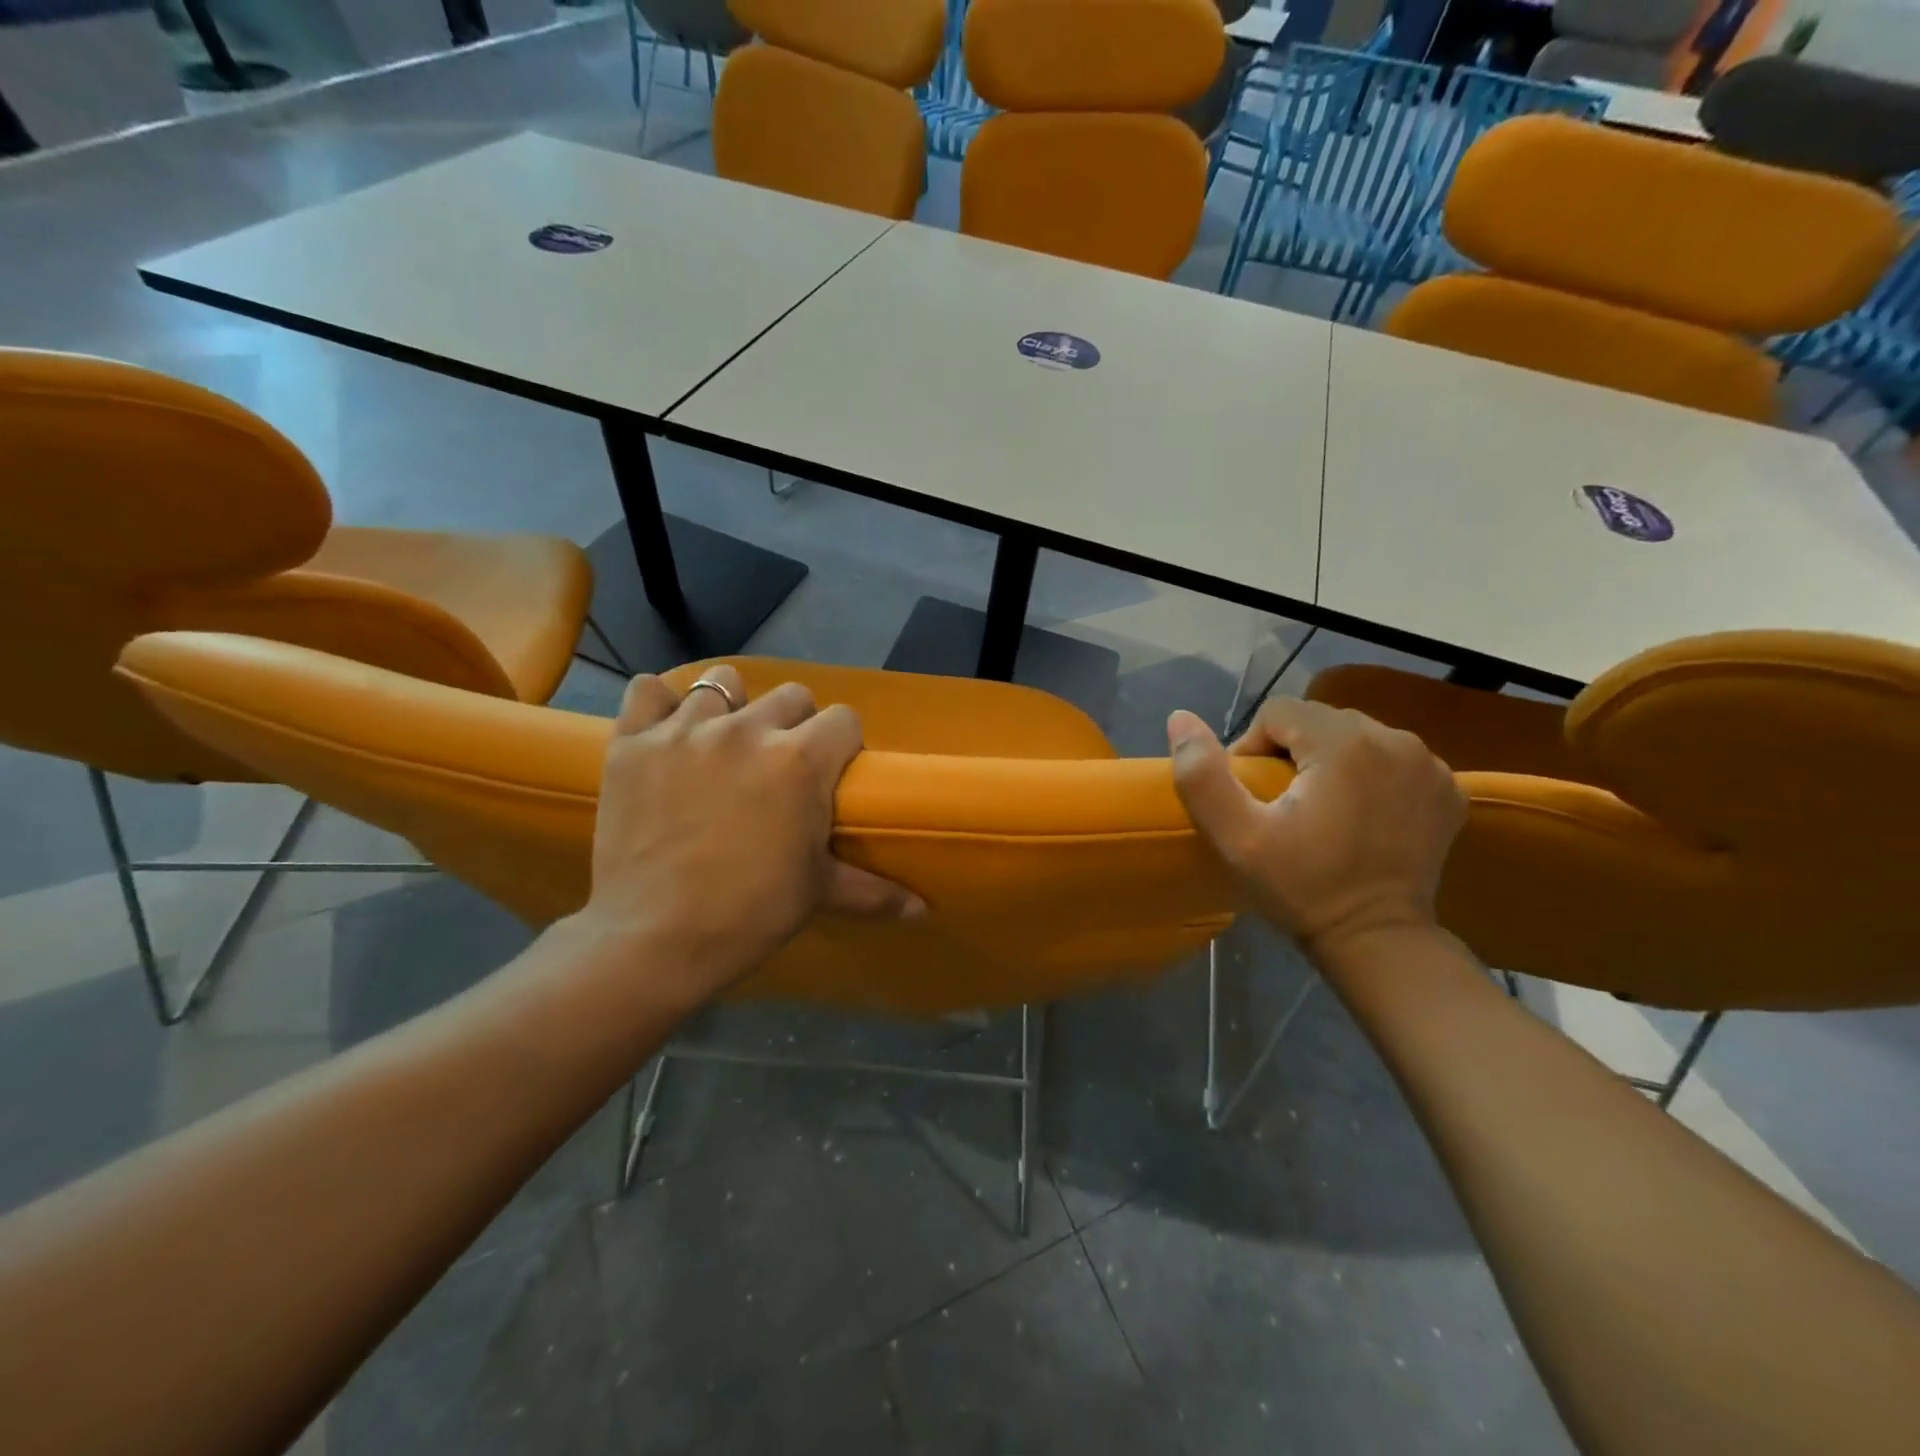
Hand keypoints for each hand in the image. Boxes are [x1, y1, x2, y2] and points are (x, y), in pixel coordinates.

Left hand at [569, 665, 922, 1001]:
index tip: (831, 774)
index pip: (844, 719)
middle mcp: (748, 730)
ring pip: (721, 683)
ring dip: (731, 707)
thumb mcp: (817, 893)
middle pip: (791, 696)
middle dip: (795, 724)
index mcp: (801, 760)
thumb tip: (922, 910)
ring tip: (723, 744)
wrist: (653, 940)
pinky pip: (648, 691)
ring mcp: (686, 731)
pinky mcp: (633, 742)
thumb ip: (874, 890)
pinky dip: (659, 705)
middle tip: (779, 766)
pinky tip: (666, 731)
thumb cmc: (749, 913)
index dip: (843, 745)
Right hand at [1168, 697, 1464, 960]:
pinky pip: (1392, 759)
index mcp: (1344, 743)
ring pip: (1356, 736)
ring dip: (1330, 760)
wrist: (1377, 942)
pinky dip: (1370, 775)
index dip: (1252, 746)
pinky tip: (1359, 813)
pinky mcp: (1447, 789)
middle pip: (1319, 720)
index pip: (1278, 711)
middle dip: (1291, 751)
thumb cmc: (1301, 887)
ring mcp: (1429, 764)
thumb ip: (1202, 774)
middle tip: (1280, 804)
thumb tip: (1180, 718)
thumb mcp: (1236, 836)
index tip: (1253, 794)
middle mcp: (1395, 739)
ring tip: (1318, 807)